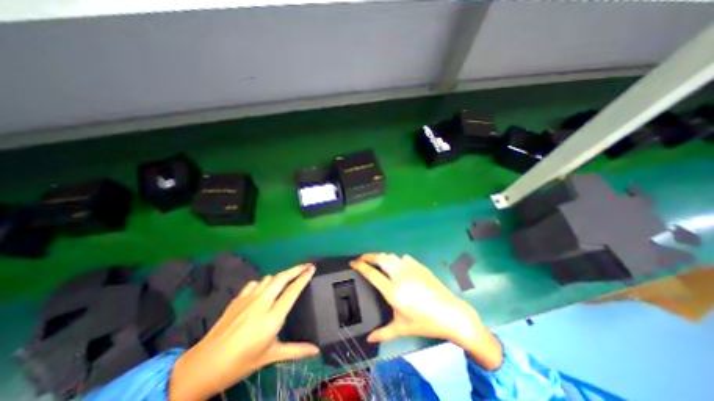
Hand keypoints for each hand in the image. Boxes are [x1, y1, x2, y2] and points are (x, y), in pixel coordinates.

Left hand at [169, 264, 316, 398]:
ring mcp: (248, 299)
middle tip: (306, 265)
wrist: (202, 366)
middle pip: (282, 278)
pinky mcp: (237, 299)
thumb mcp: (271, 356)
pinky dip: (263, 282)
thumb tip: (316, 351)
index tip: (312, 268)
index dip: (304, 277)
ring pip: (269, 278)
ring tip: (288, 279)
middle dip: (296, 269)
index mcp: (272, 317)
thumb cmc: (240, 363)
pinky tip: (264, 289)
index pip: (293, 291)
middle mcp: (262, 303)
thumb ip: (296, 350)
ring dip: (281, 276)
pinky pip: (255, 283)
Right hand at [350, 253, 500, 369]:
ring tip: (377, 261)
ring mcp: (410, 268)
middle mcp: (399, 275)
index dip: (360, 266)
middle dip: (368, 256)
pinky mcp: (419, 266)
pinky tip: (397, 265)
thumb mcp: (402, 328)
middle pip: (380, 258)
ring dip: (381, 256)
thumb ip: (383, 332)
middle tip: (361, 258)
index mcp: (393, 290)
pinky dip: (396, 259)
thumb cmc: (425, 322)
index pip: (372, 273)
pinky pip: (403, 258)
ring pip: (391, 256)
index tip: (353, 263)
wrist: (451, 313)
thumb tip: (368, 339)